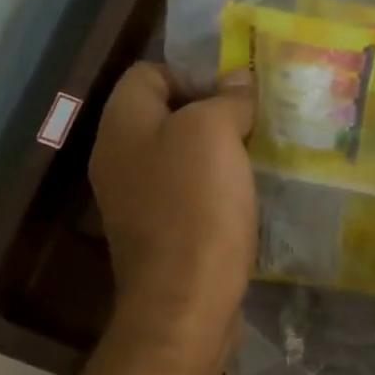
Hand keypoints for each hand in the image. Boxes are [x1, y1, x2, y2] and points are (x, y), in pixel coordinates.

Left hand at [89, 63, 256, 358]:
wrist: (185, 302)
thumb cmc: (196, 207)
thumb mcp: (214, 135)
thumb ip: (226, 99)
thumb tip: (238, 80)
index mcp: (122, 125)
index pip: (149, 73)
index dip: (193, 72)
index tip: (236, 93)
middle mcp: (118, 158)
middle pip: (164, 115)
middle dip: (211, 113)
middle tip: (254, 123)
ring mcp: (135, 201)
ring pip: (179, 158)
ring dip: (217, 155)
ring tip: (256, 158)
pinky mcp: (158, 235)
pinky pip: (186, 195)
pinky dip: (214, 191)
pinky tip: (244, 199)